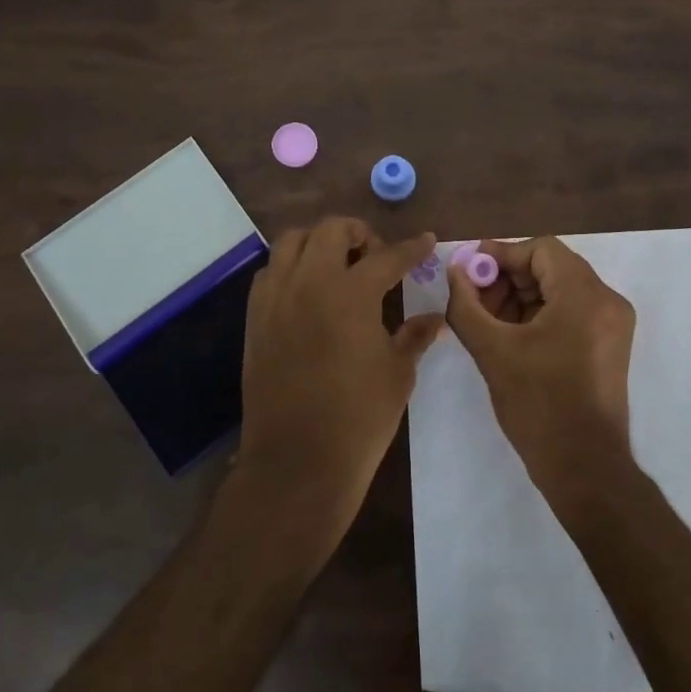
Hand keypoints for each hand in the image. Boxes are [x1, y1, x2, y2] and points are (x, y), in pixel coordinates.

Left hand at [237, 218, 443, 528]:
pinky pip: (270, 273)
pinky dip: (291, 268)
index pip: (388, 256)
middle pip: (331, 230)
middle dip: (359, 233)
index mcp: (351, 293)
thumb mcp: (399, 373)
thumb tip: (435, 317)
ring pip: (291, 242)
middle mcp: (309, 283)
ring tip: (338, 265)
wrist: (298, 461)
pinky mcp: (255, 319)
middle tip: (375, 256)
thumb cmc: (359, 418)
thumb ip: (415, 335)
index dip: (411, 248)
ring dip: (319, 242)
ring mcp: (276, 298)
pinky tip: (308, 292)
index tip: (425, 240)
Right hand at [442, 236, 636, 503]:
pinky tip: (511, 336)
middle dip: (508, 278)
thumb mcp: (493, 350)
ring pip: (560, 290)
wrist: (585, 468)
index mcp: (585, 294)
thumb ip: (466, 305)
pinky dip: (540, 315)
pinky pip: (572, 312)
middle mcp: (607, 300)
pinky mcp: (610, 345)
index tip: (469, 272)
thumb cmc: (538, 405)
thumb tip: (454, 270)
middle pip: (552, 267)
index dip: (501, 255)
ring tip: (487, 321)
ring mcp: (613, 324)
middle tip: (474, 299)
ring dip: (522, 297)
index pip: (541, 249)